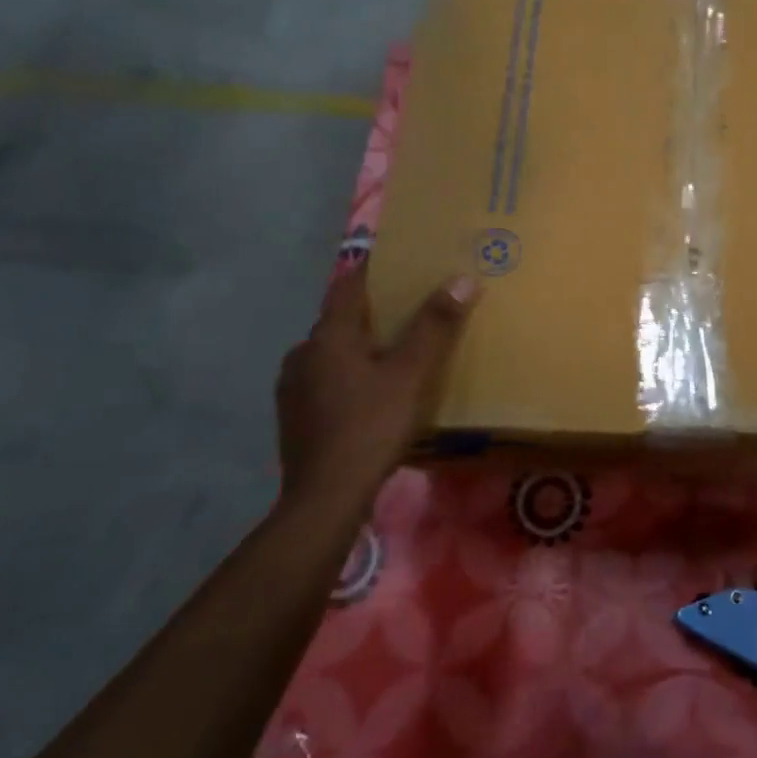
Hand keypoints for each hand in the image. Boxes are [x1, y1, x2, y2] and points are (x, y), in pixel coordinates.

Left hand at [275, 266, 477, 493]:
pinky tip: (371, 395)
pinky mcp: (295, 417)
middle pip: (341, 320)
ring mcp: (293, 387)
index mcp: (329, 336)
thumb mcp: (412, 374)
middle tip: (410, 310)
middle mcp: (303, 353)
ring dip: (360, 346)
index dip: (373, 269)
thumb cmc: (371, 426)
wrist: (326, 497)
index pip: (349, 285)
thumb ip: (435, 325)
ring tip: (394, 353)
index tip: (401, 261)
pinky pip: (326, 380)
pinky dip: (349, 375)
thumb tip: (462, 278)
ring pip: (332, 353)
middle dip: (374, 312)